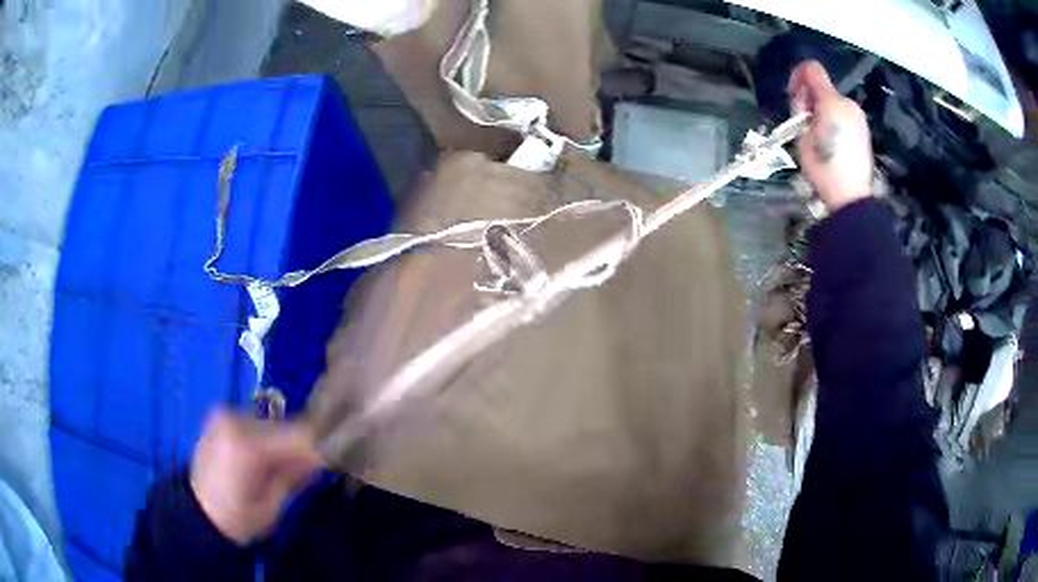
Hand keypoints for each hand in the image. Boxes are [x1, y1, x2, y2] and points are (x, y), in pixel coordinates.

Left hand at [190, 410, 322, 543]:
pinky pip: (257, 423)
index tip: (339, 455)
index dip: (322, 446)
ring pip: (272, 423)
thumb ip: (296, 476)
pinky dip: (269, 437)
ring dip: (285, 441)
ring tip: (288, 465)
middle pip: (285, 427)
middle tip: (314, 467)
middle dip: (302, 445)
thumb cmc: (237, 518)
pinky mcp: (221, 415)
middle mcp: (234, 419)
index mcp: (246, 444)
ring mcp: (224, 413)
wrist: (198, 512)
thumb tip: (322, 456)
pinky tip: (267, 457)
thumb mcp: (272, 506)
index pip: (297, 436)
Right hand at [788, 61, 873, 210]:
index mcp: (832, 101)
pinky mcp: (864, 131)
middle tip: (804, 123)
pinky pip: (844, 116)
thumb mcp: (801, 136)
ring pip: (834, 102)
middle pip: (824, 87)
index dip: (798, 76)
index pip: (812, 69)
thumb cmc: (823, 168)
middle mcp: (848, 103)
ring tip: (818, 137)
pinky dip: (834, 121)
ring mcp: (859, 118)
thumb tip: (803, 99)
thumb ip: (800, 110)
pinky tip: (832, 143)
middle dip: (810, 98)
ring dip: (822, 111)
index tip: (793, 96)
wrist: (852, 198)